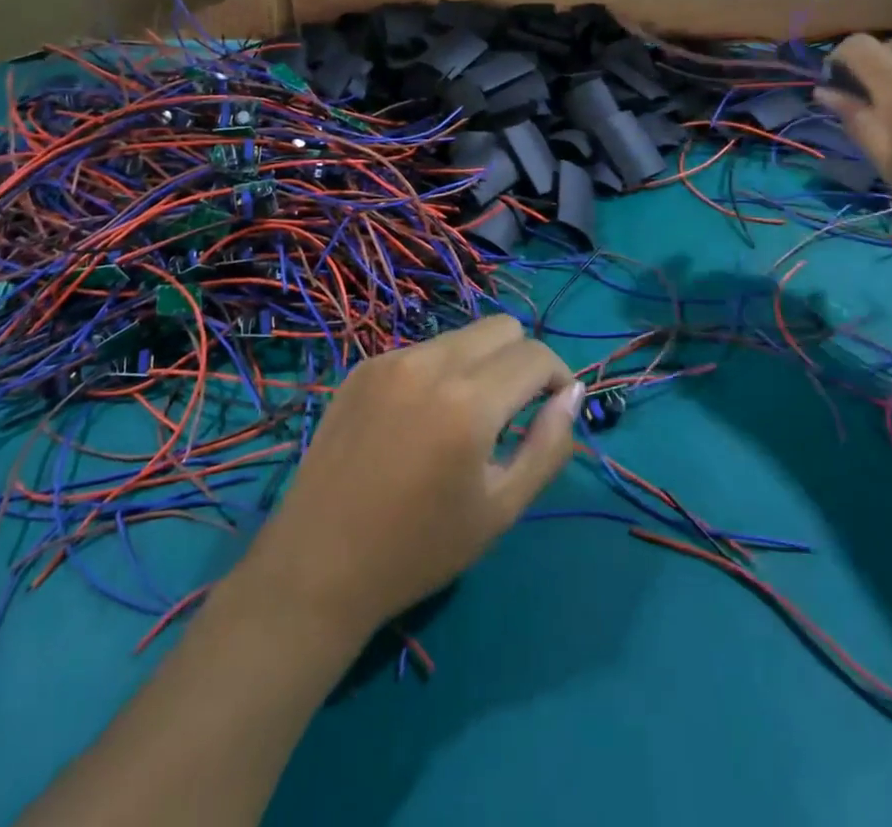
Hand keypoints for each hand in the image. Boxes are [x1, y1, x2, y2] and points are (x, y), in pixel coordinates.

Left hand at [234, 315, 582, 638]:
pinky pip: (421, 350)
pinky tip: (419, 421)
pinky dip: (439, 372)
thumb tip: (572, 394)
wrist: (319, 564)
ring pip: (461, 335)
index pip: (535, 355)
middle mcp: (429, 363)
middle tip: (512, 413)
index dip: (558, 377)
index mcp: (468, 401)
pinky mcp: (363, 367)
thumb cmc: (419, 548)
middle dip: (521, 360)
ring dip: (479, 364)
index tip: (553, 411)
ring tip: (462, 421)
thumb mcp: (500, 509)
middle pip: (501, 327)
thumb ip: (548, 446)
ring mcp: (390, 359)